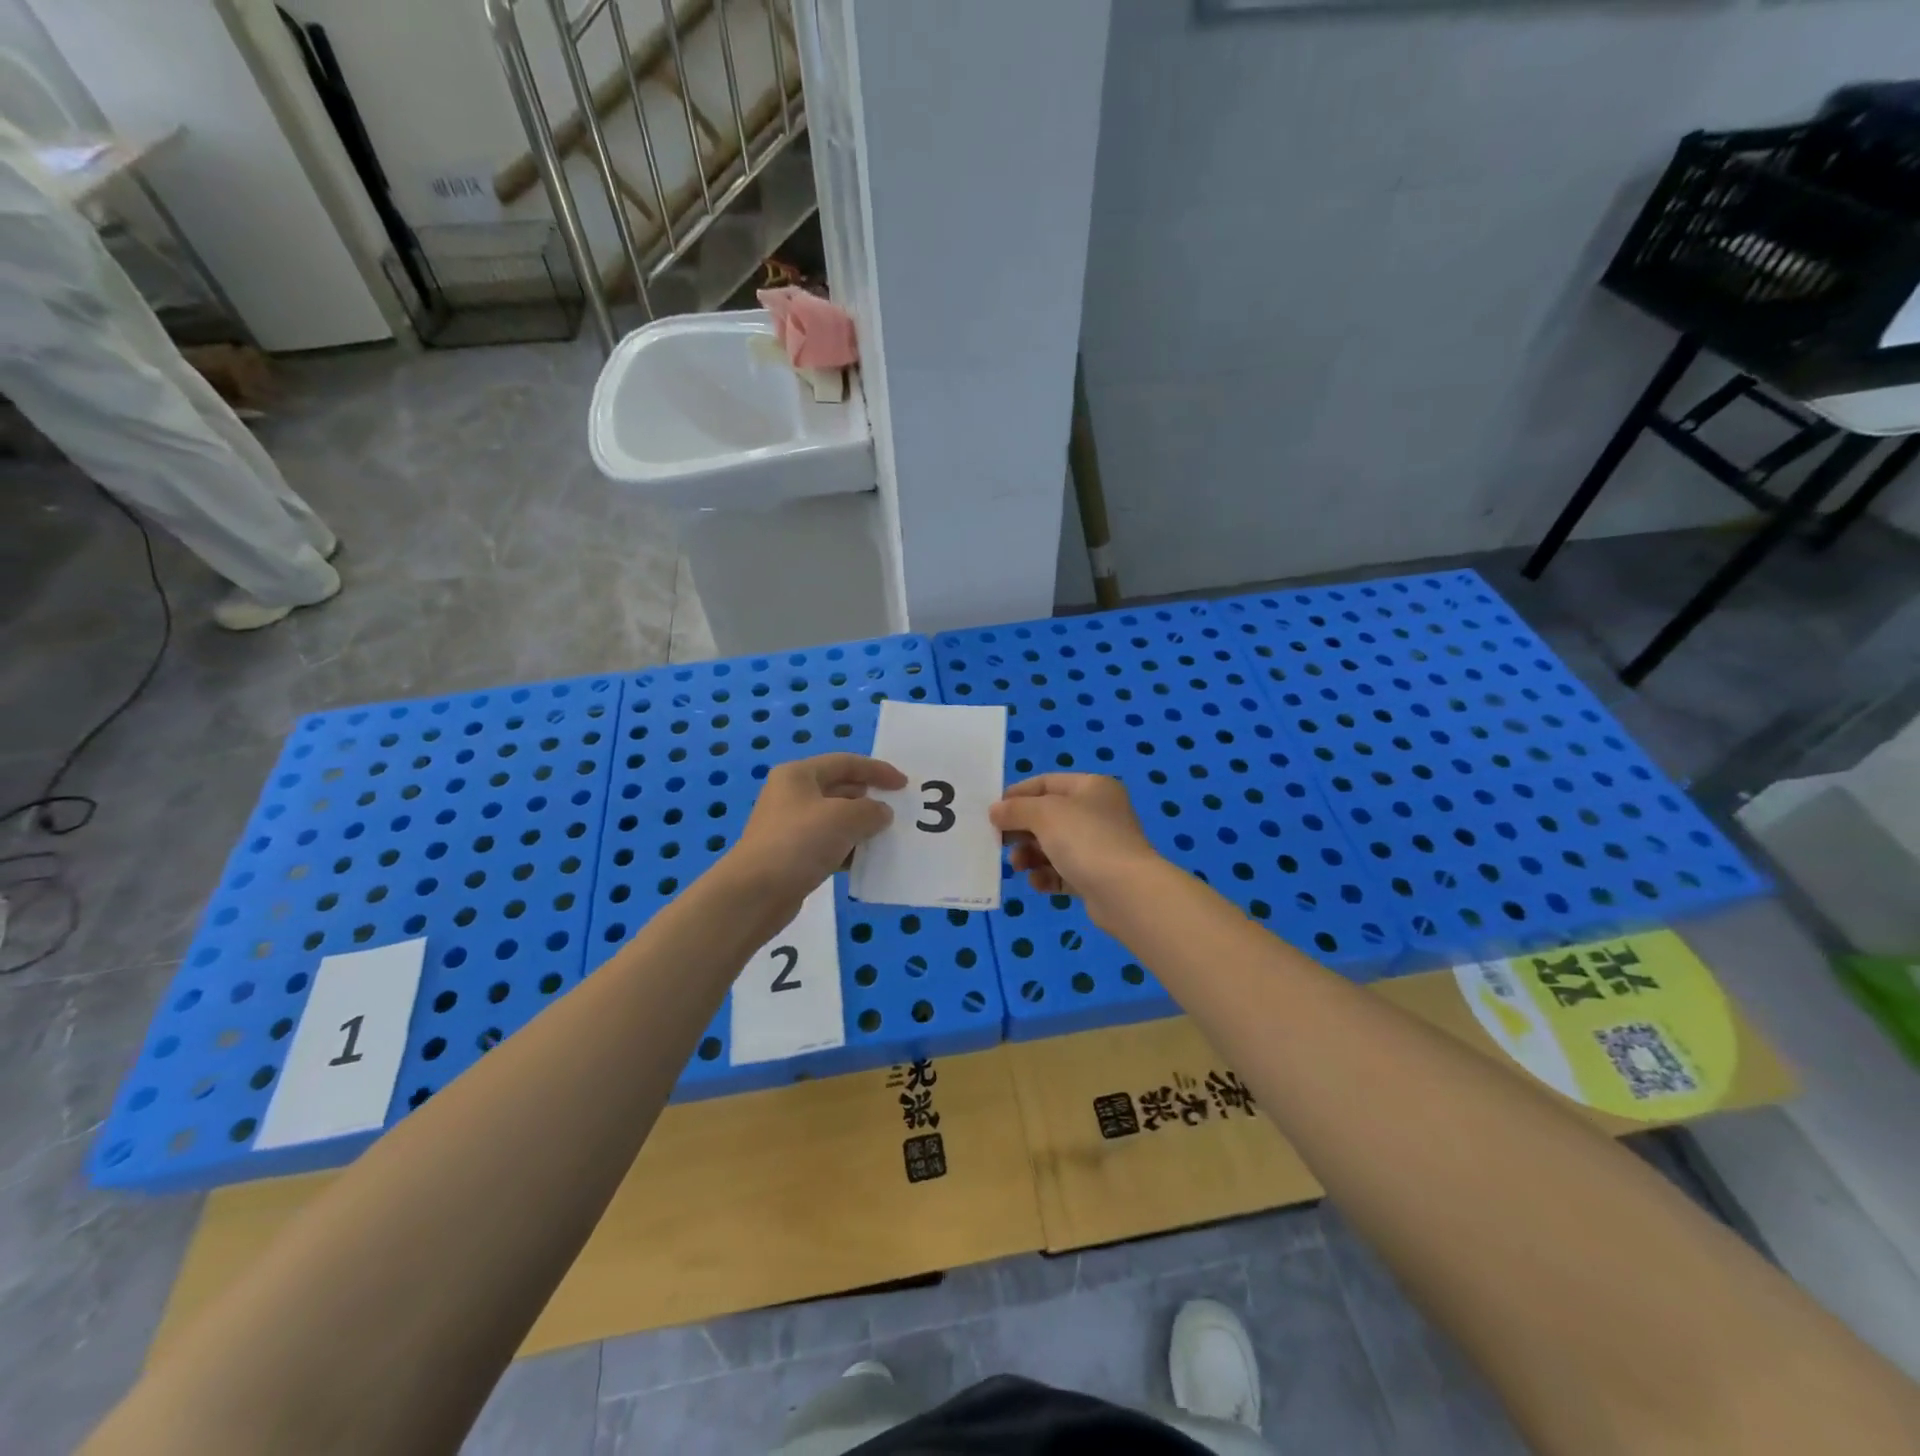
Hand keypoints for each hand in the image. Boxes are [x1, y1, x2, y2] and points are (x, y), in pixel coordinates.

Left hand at [727, 754, 906, 914]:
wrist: (755, 893)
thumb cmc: (800, 842)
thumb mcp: (845, 818)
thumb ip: (871, 810)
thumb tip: (881, 813)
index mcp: (799, 775)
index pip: (846, 763)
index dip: (877, 770)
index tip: (904, 785)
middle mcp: (792, 795)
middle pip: (840, 789)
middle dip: (870, 799)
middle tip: (898, 811)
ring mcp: (790, 827)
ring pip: (835, 819)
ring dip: (861, 826)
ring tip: (887, 837)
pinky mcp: (792, 855)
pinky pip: (828, 844)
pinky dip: (848, 849)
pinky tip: (866, 860)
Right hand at [988, 774, 1162, 922]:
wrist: (1126, 892)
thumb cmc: (1085, 839)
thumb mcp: (1044, 814)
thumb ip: (1016, 809)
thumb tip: (995, 811)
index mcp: (1092, 787)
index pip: (1047, 782)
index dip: (1018, 794)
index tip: (993, 811)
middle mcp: (1098, 813)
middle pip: (1049, 816)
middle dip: (1022, 829)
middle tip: (999, 841)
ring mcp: (1099, 846)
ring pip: (1054, 846)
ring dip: (1030, 855)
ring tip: (1017, 866)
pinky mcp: (1097, 877)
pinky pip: (1063, 872)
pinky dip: (1047, 875)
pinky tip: (1037, 883)